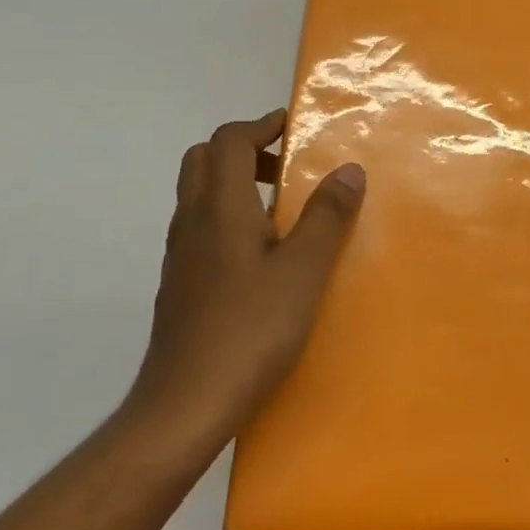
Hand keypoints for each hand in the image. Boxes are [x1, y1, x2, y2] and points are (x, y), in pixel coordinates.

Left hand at [119, 110, 364, 467]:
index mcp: (219, 208)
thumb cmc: (250, 330)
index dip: (261, 126)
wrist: (186, 404)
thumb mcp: (304, 271)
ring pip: (199, 195)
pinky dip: (229, 216)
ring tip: (283, 208)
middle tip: (285, 167)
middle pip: (204, 160)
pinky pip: (201, 227)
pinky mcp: (180, 284)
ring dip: (235, 183)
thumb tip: (348, 168)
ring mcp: (181, 255)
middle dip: (244, 150)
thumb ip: (326, 216)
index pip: (228, 141)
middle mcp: (191, 222)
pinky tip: (262, 254)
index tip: (294, 128)